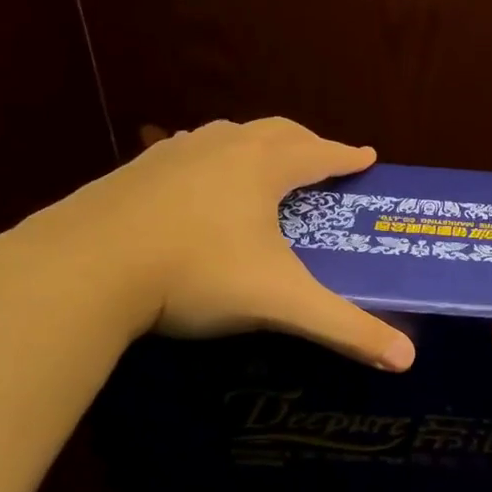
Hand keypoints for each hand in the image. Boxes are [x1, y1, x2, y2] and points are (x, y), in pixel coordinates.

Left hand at [10, 117, 414, 369]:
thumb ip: (346, 329)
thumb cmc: (196, 274)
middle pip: (274, 132)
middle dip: (305, 143)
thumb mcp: (281, 302)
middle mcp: (219, 149)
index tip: (368, 155)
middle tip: (322, 159)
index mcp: (260, 168)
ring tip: (264, 165)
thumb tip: (408, 360)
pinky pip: (185, 154)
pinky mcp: (132, 174)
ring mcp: (170, 156)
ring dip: (255, 145)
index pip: (317, 153)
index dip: (346, 155)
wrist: (83, 269)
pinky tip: (197, 187)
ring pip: (225, 135)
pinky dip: (209, 161)